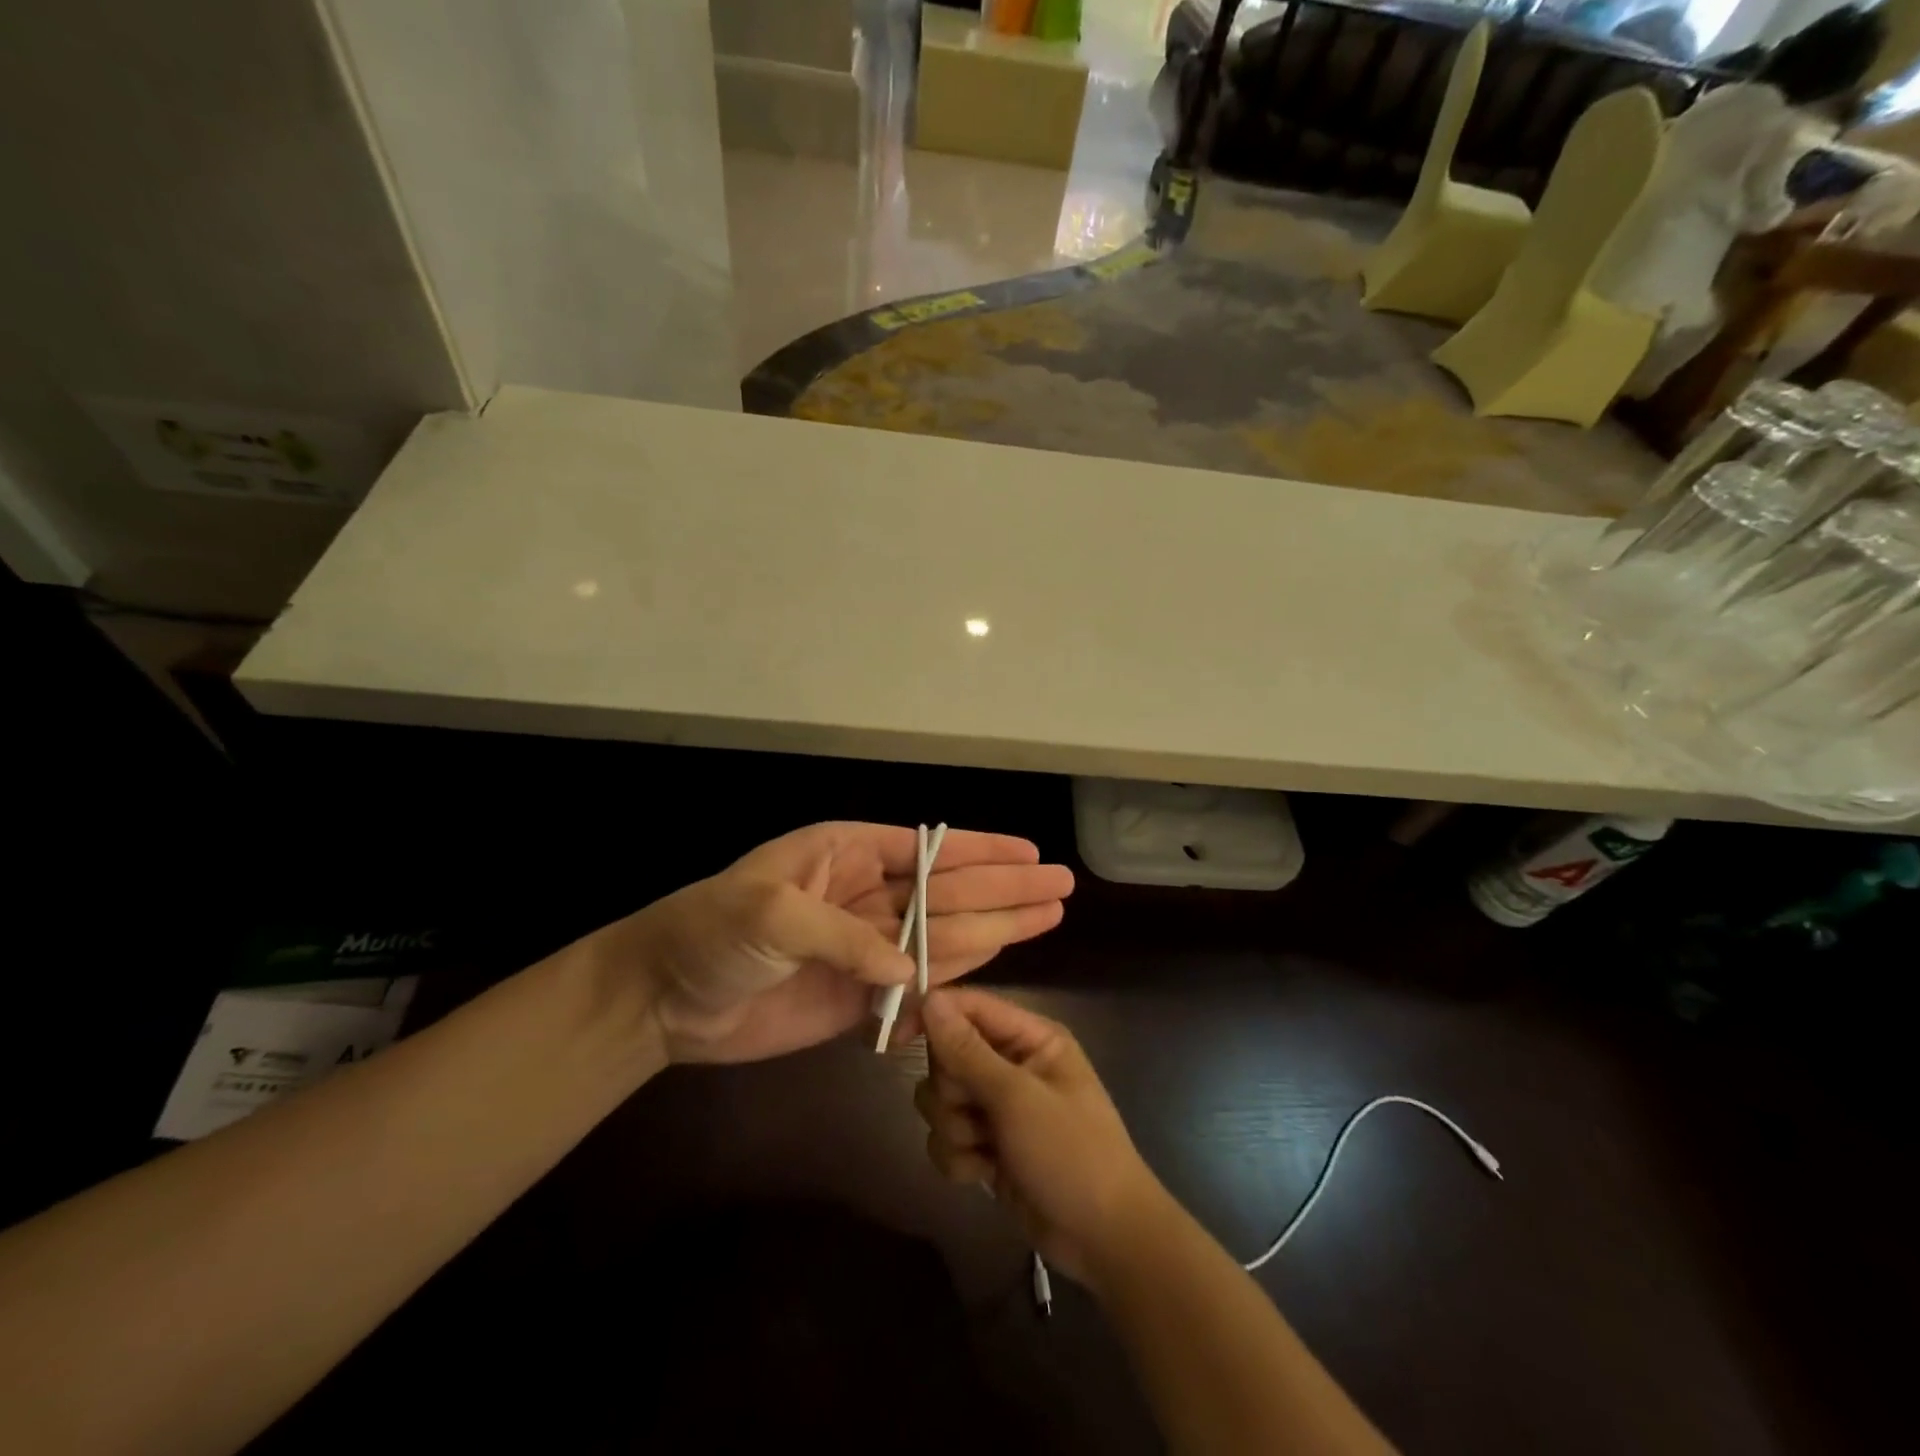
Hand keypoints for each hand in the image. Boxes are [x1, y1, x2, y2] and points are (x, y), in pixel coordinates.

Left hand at [582, 823, 1072, 1064]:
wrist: (662, 999)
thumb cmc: (708, 933)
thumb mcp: (768, 913)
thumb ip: (842, 937)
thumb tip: (909, 970)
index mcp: (844, 855)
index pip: (927, 851)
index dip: (982, 852)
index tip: (1030, 853)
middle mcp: (863, 895)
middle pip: (948, 892)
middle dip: (1005, 888)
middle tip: (1060, 886)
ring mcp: (864, 947)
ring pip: (944, 935)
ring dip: (997, 927)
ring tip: (1048, 917)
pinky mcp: (858, 996)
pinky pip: (919, 982)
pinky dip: (959, 973)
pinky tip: (998, 958)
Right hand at [916, 988, 1170, 1284]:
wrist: (1104, 1239)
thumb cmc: (1071, 1153)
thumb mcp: (1018, 1098)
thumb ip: (968, 1051)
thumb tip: (929, 999)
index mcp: (1030, 1037)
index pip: (969, 1007)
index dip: (931, 1017)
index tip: (895, 1038)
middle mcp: (1011, 1063)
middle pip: (947, 1056)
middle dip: (951, 1091)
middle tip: (976, 1113)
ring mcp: (998, 1107)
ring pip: (941, 1099)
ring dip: (954, 1129)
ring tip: (986, 1149)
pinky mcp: (988, 1146)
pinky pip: (947, 1138)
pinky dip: (959, 1157)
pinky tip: (985, 1174)